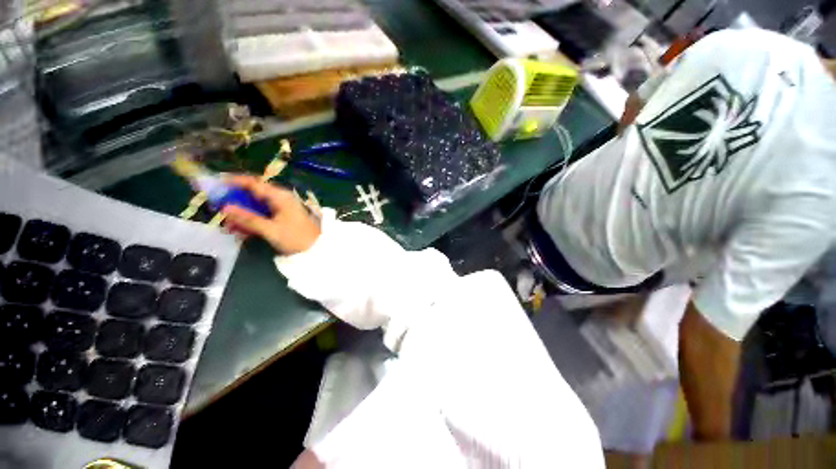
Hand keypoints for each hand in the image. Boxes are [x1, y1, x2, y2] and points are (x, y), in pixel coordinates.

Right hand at [221, 175, 321, 254]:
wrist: (316, 250)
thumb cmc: (296, 238)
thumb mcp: (271, 229)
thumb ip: (248, 219)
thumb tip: (225, 208)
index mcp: (280, 197)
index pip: (253, 183)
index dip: (233, 182)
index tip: (214, 184)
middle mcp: (280, 199)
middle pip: (253, 194)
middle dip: (235, 202)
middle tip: (217, 208)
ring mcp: (282, 208)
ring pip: (256, 206)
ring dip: (241, 215)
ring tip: (228, 226)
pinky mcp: (281, 217)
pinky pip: (262, 215)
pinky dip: (251, 221)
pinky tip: (240, 232)